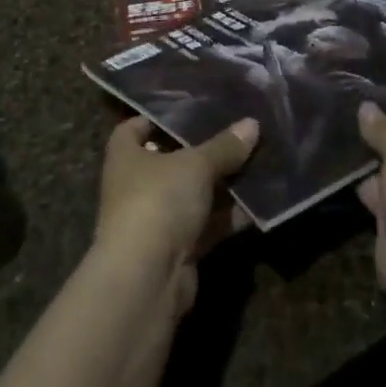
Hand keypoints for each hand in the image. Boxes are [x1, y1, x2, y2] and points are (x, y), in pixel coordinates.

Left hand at [94, 116, 258, 316]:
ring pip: (193, 194)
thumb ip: (224, 146)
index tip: (191, 109)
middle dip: (203, 151)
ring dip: (222, 185)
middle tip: (238, 135)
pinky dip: (228, 217)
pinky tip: (259, 205)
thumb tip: (252, 123)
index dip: (159, 117)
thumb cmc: (158, 200)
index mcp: (125, 154)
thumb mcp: (195, 165)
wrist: (146, 277)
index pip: (135, 127)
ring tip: (258, 164)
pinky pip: (206, 225)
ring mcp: (156, 218)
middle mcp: (136, 184)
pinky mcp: (177, 249)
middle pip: (172, 160)